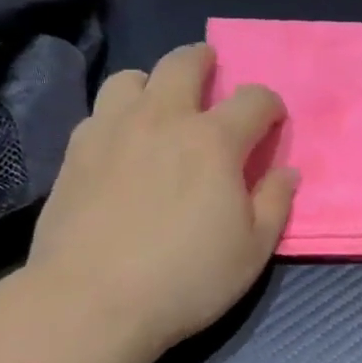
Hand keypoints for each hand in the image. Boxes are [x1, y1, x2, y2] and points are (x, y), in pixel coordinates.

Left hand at [24, 43, 296, 354]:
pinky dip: (116, 116)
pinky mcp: (75, 153)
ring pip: (130, 77)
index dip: (269, 105)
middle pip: (183, 63)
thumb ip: (275, 203)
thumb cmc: (185, 278)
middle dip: (204, 60)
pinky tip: (120, 144)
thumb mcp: (253, 250)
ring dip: (152, 82)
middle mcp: (162, 120)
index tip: (272, 121)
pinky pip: (98, 113)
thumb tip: (286, 171)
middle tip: (211, 70)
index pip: (253, 99)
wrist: (90, 302)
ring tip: (158, 105)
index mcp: (214, 140)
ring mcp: (112, 131)